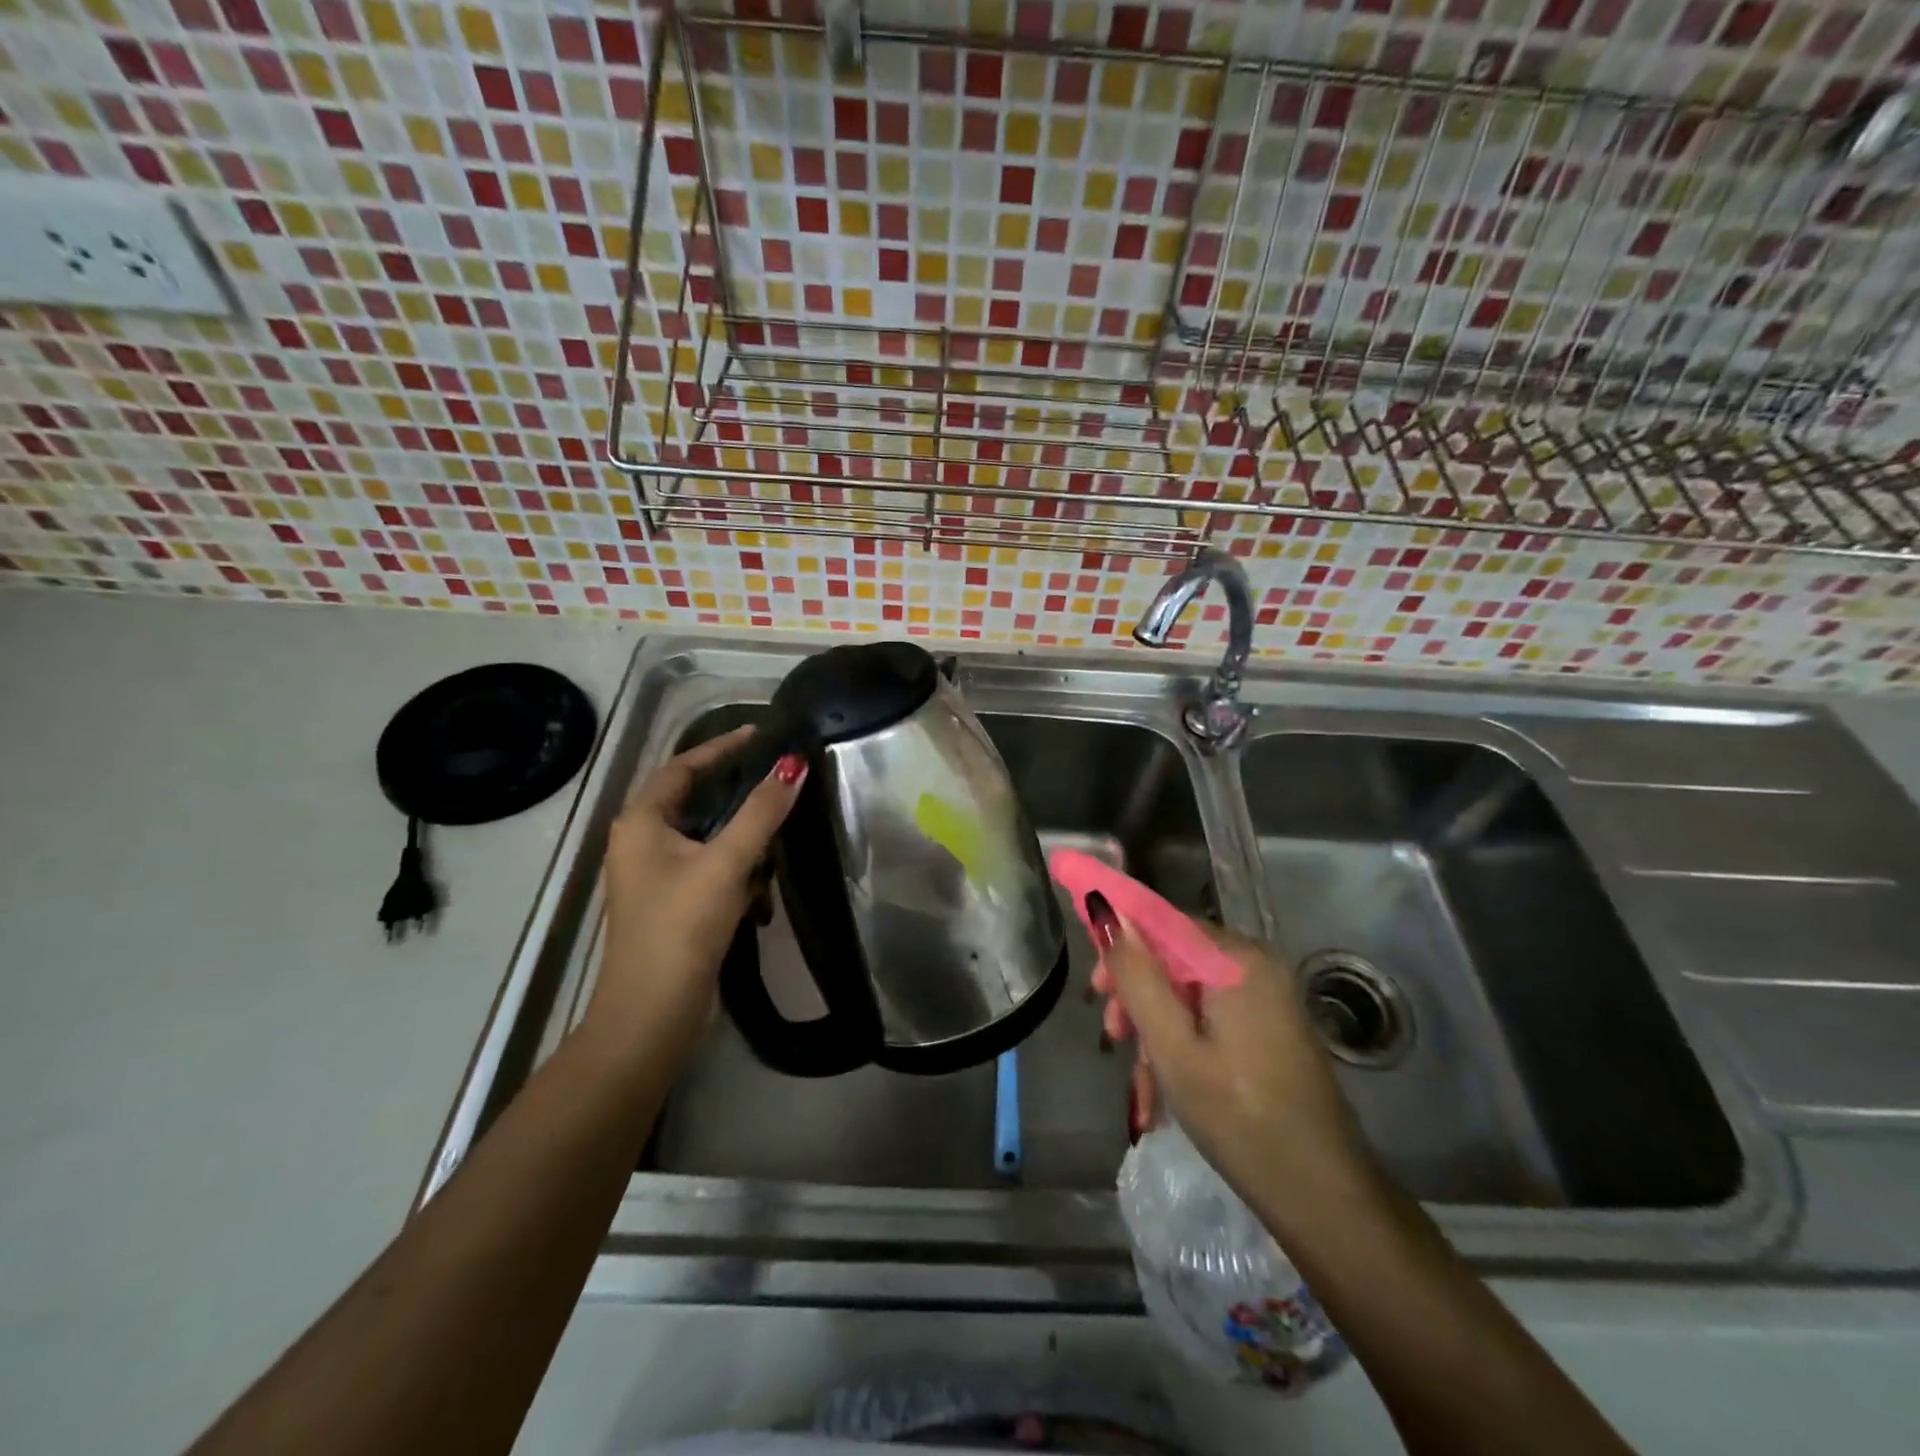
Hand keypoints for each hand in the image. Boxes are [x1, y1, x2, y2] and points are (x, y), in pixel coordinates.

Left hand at [589, 727, 804, 1067]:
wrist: (653, 1013)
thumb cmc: (681, 927)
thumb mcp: (726, 862)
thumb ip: (761, 812)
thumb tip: (793, 765)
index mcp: (641, 822)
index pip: (684, 766)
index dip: (723, 748)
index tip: (763, 734)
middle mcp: (642, 842)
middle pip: (698, 800)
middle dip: (740, 798)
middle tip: (781, 783)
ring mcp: (656, 875)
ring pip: (709, 837)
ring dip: (744, 841)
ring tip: (779, 842)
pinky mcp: (674, 903)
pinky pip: (711, 868)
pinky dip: (737, 870)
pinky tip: (761, 891)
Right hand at [1088, 898, 1373, 1228]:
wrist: (1324, 1199)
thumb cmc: (1239, 1118)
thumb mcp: (1172, 1046)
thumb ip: (1136, 975)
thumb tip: (1105, 910)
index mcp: (1236, 959)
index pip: (1161, 919)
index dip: (1119, 938)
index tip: (1094, 986)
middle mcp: (1254, 965)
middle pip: (1172, 957)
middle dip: (1135, 994)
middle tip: (1111, 1035)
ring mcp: (1265, 998)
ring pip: (1185, 993)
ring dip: (1154, 1031)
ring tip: (1139, 1085)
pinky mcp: (1267, 1028)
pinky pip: (1208, 1018)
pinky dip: (1181, 1046)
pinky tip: (1161, 1094)